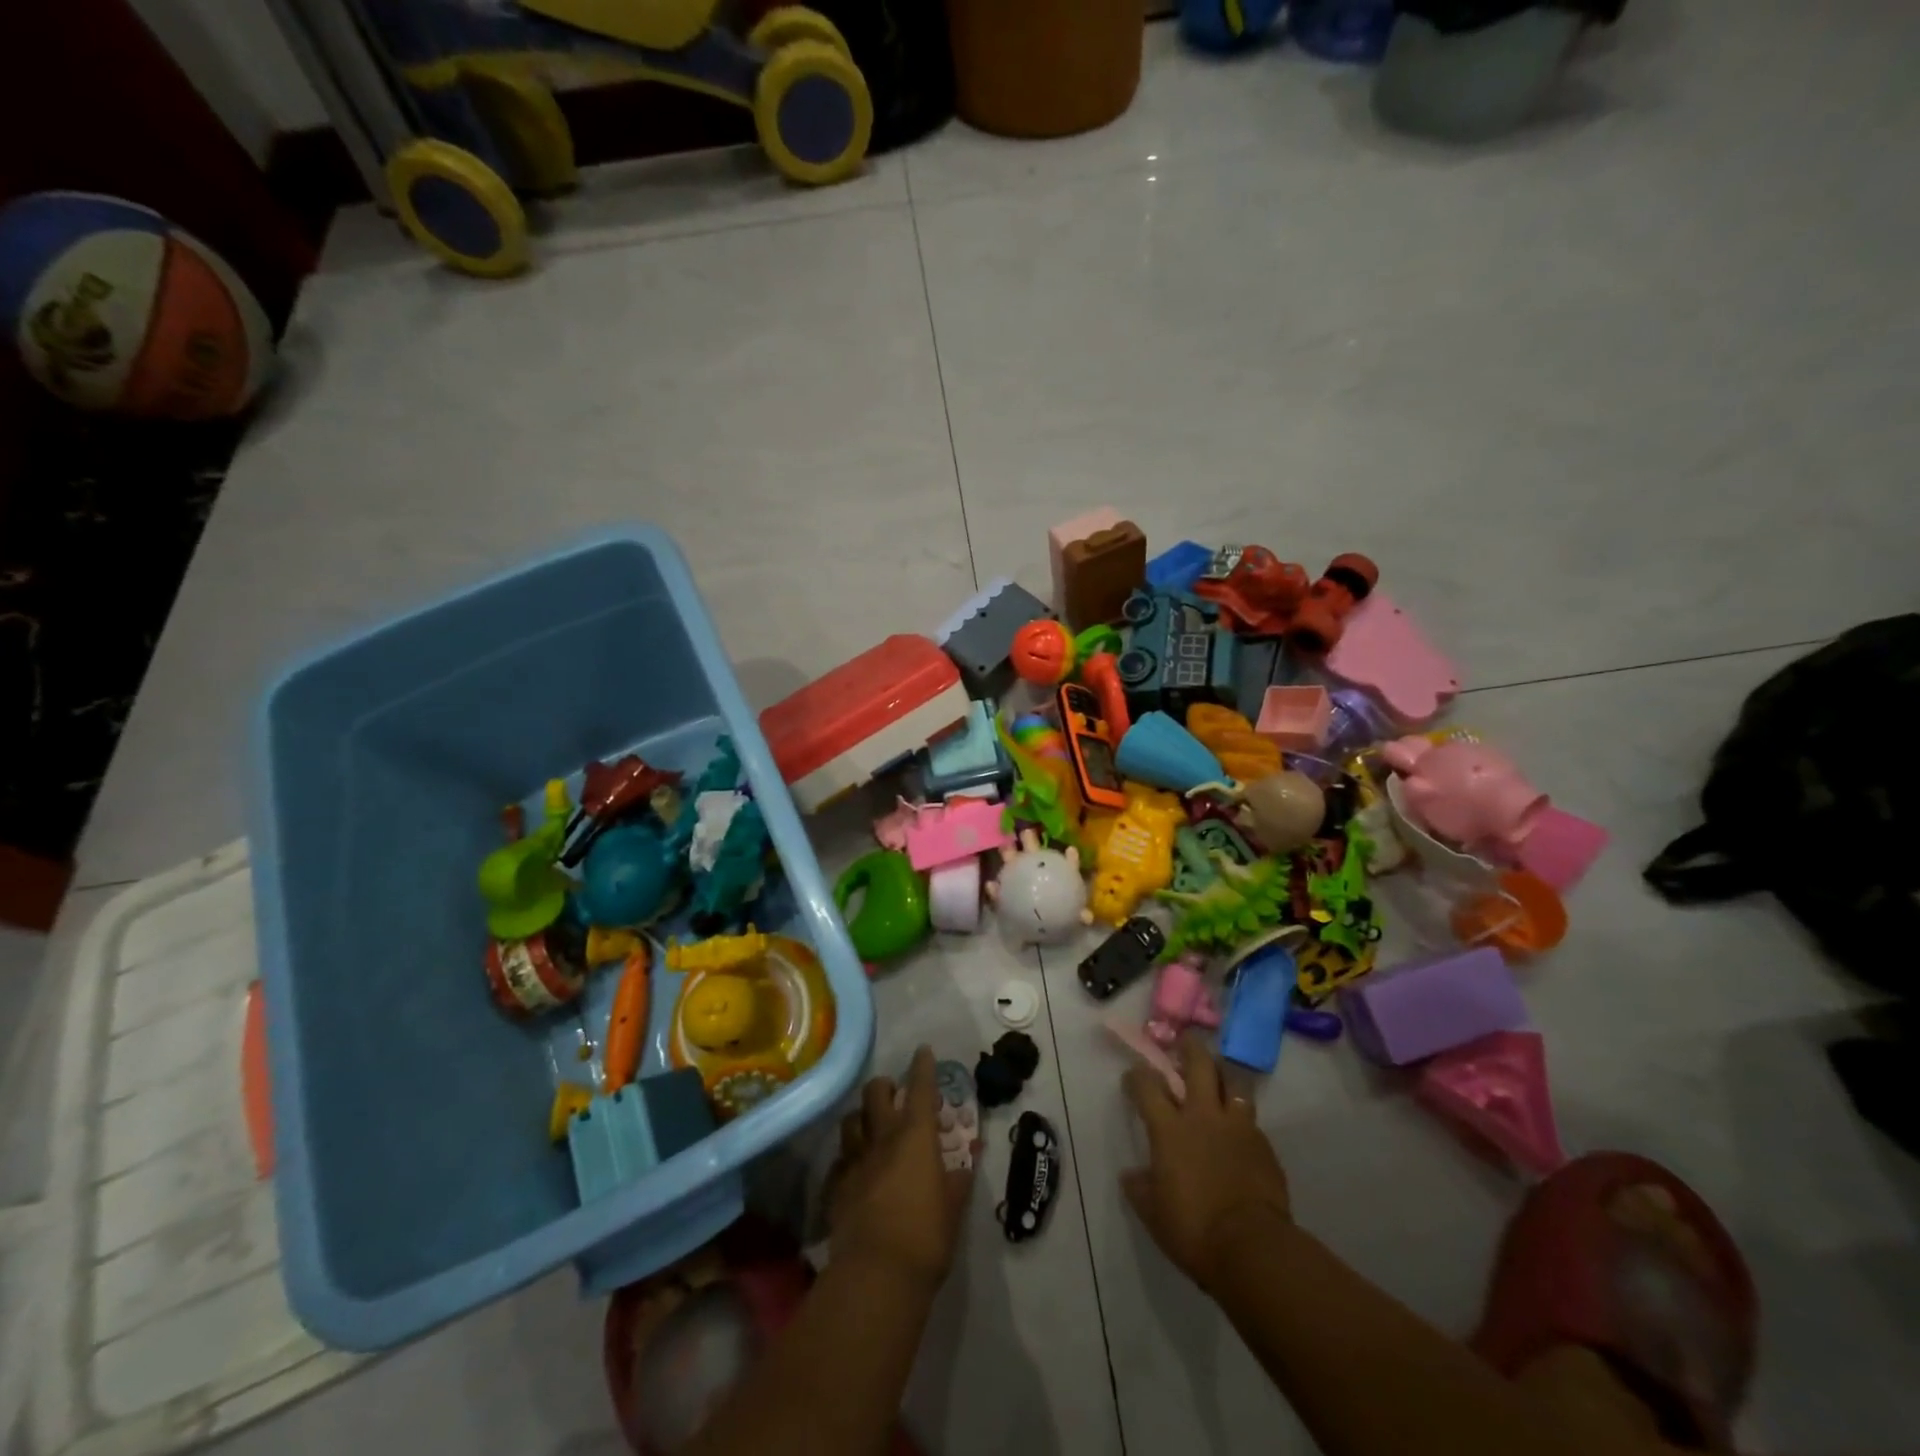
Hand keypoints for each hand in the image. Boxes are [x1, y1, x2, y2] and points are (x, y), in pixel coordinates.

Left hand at [828, 1046, 975, 1288]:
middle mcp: (882, 1137)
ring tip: (871, 1128)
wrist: (876, 1274)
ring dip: (862, 1117)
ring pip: (851, 1120)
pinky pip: (840, 1160)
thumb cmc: (926, 1236)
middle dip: (885, 1086)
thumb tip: (964, 1165)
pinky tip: (856, 1170)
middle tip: (895, 1095)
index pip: (921, 1088)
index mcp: (915, 1136)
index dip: (923, 1066)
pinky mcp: (836, 1186)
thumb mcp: (954, 1207)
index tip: (923, 1051)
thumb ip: (958, 1180)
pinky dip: (849, 1158)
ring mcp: (854, 1160)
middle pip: (875, 1092)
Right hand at [1121, 1035, 1292, 1295]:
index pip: (1147, 1086)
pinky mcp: (1264, 1145)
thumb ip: (1140, 1188)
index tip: (1133, 1076)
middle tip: (1185, 1041)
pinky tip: (1239, 1132)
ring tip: (1219, 1080)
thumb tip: (1132, 1175)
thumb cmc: (1194, 1229)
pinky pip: (1251, 1119)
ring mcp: (1238, 1127)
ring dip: (1223, 1077)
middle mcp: (1203, 1116)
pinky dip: (1242, 1118)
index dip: (1137, 1076)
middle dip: (1189, 1047)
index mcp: (1169, 1129)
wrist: (1253, 1248)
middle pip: (1198, 1064)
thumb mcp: (1154, 1214)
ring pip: (1233, 1083)